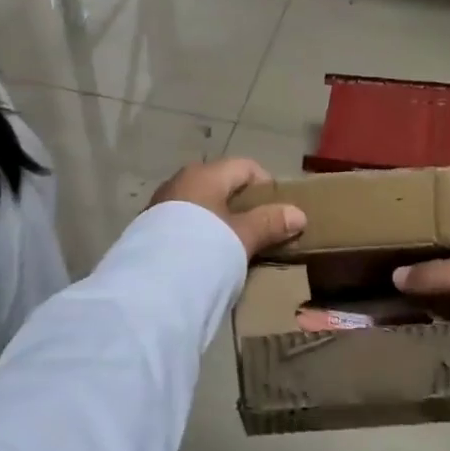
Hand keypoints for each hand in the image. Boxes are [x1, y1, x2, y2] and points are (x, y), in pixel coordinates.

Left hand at [149, 157, 306, 259]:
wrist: (151, 283)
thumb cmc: (206, 247)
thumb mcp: (244, 236)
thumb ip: (271, 222)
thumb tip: (299, 214)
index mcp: (205, 174)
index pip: (245, 167)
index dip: (267, 186)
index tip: (279, 212)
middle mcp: (181, 180)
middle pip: (221, 185)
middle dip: (242, 206)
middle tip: (259, 231)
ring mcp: (162, 204)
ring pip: (201, 205)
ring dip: (219, 221)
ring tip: (234, 248)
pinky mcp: (150, 229)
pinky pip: (184, 223)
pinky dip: (199, 233)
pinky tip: (206, 257)